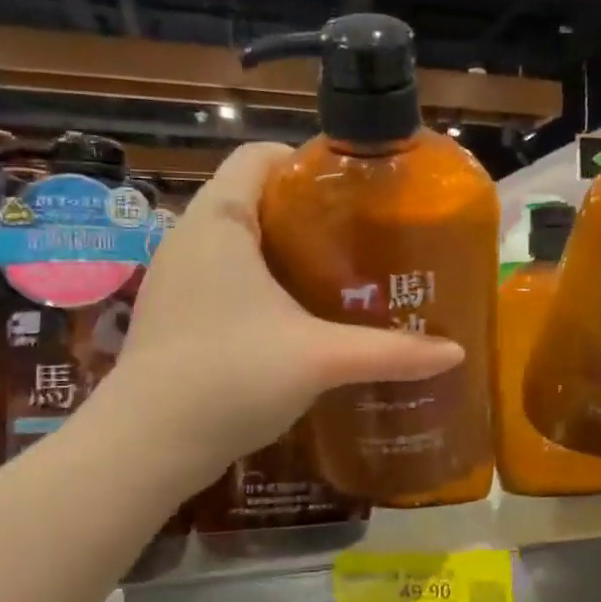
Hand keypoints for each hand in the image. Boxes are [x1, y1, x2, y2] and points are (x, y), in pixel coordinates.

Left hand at [103, 143, 462, 488]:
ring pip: (238, 242)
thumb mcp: (320, 359)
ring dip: (285, 252)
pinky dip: (262, 284)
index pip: (259, 155)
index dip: (307, 161)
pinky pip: (225, 277)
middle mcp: (190, 237)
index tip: (355, 191)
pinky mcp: (174, 315)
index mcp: (220, 220)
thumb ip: (390, 352)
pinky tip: (297, 319)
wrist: (146, 446)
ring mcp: (176, 278)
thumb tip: (454, 353)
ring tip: (339, 276)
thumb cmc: (231, 376)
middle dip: (307, 213)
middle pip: (253, 198)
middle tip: (361, 238)